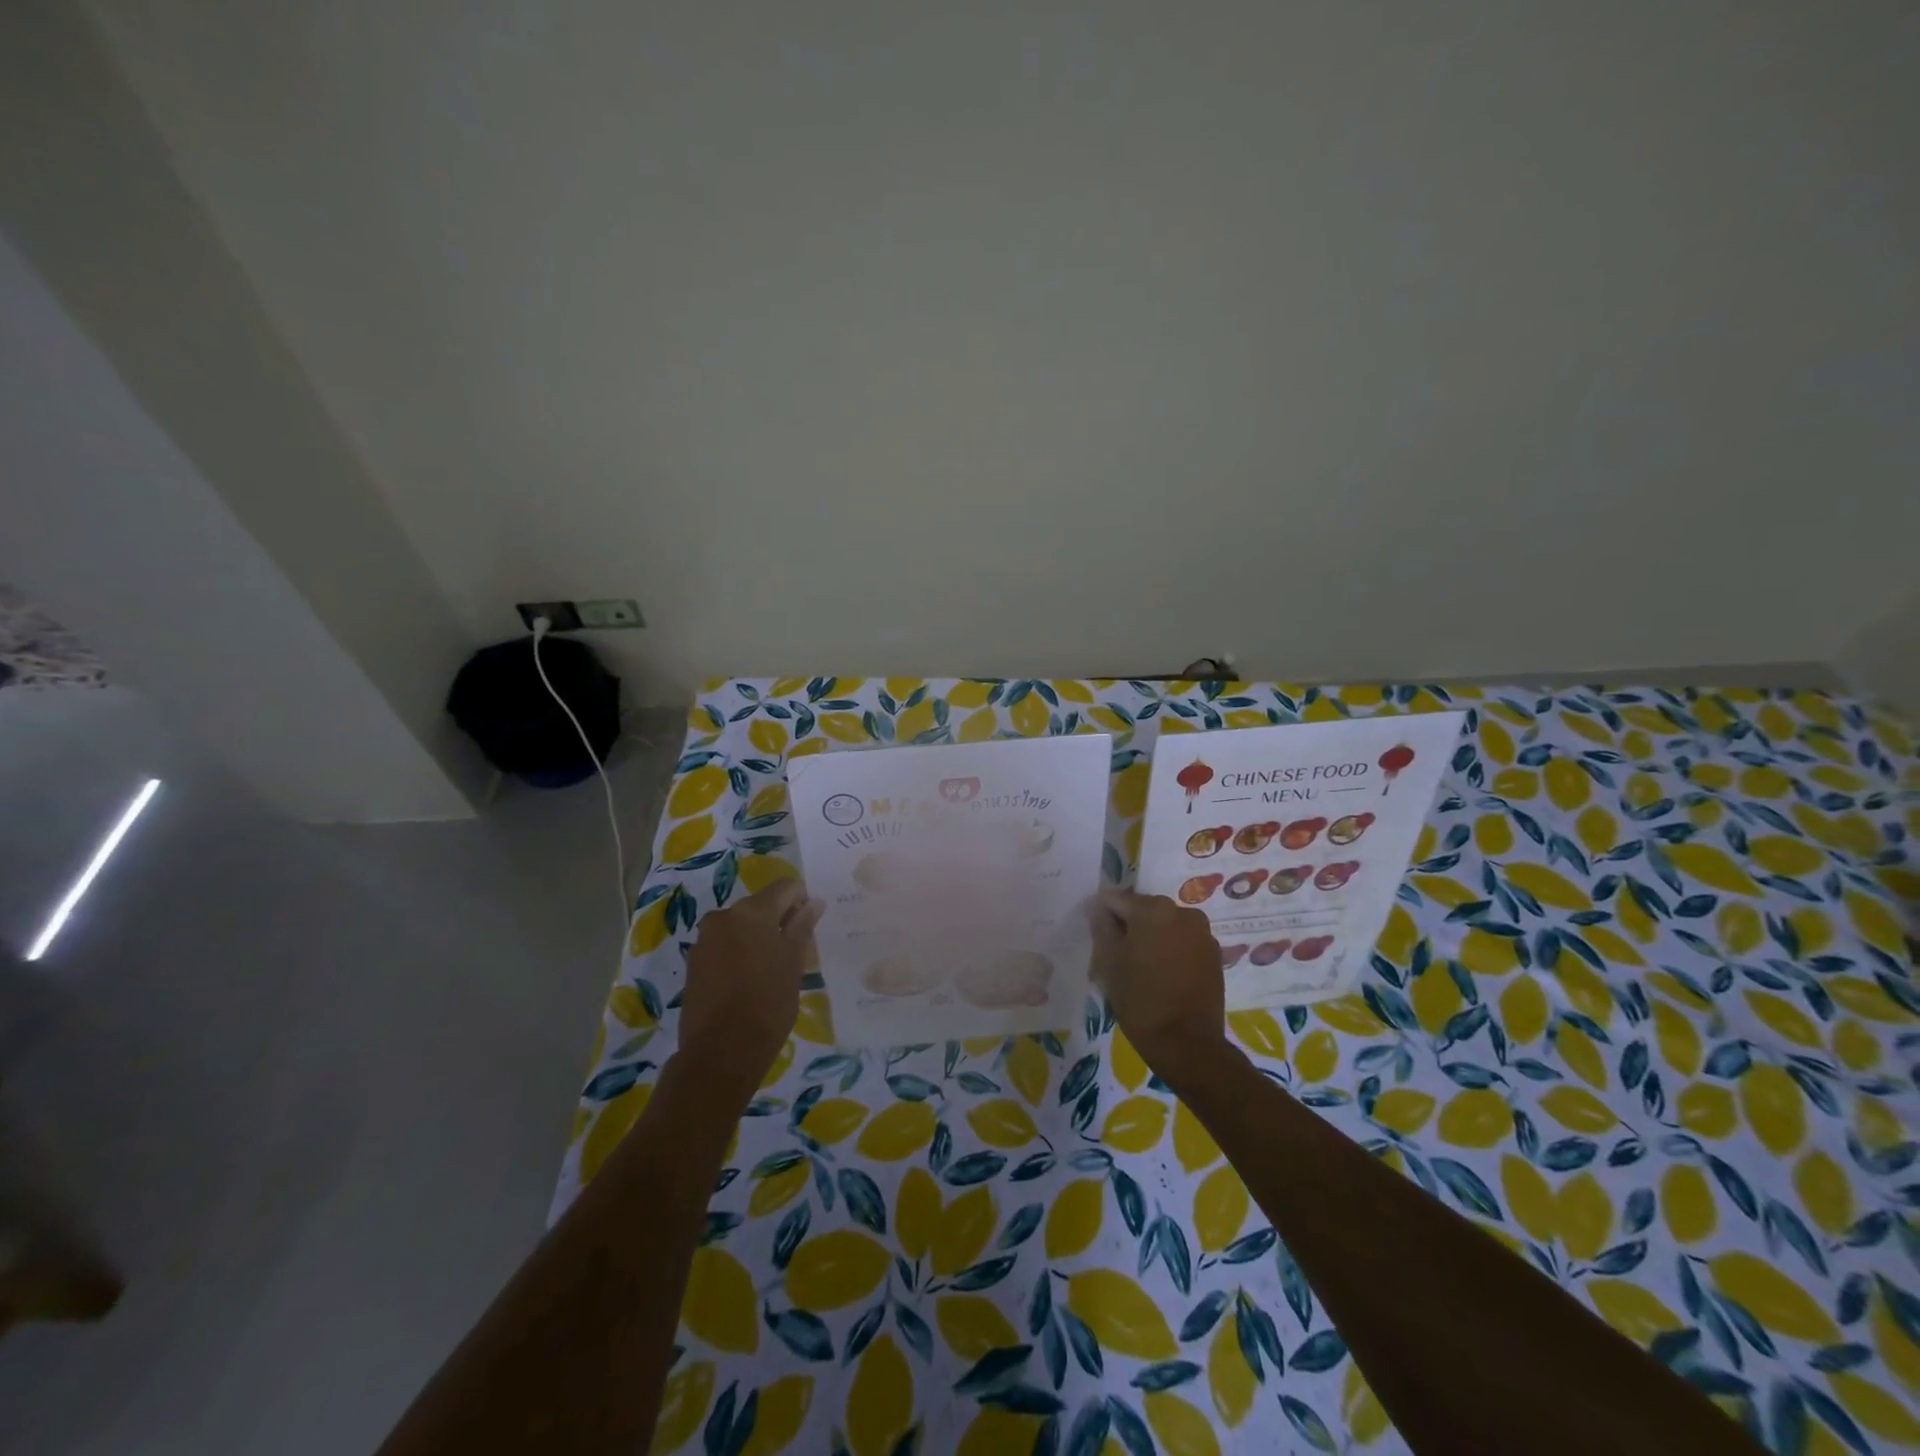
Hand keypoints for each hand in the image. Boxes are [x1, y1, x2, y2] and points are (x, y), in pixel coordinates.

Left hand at [679, 879, 824, 1103]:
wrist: (720, 1052)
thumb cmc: (767, 1004)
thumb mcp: (794, 963)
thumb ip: (803, 927)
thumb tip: (814, 902)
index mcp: (752, 911)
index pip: (785, 887)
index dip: (802, 900)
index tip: (810, 924)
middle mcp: (724, 916)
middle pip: (760, 905)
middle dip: (779, 921)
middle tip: (795, 951)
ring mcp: (705, 939)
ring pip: (741, 926)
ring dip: (758, 938)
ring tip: (772, 970)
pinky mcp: (694, 963)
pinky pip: (724, 945)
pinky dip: (739, 954)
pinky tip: (749, 982)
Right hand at [1089, 891, 1228, 1087]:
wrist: (1187, 1044)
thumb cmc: (1140, 1000)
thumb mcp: (1109, 962)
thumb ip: (1102, 927)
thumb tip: (1098, 906)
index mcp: (1154, 909)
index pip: (1116, 900)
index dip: (1102, 917)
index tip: (1098, 940)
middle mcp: (1183, 912)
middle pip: (1143, 910)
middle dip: (1129, 927)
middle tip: (1117, 957)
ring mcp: (1203, 933)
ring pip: (1165, 925)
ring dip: (1151, 938)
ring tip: (1141, 968)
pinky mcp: (1214, 954)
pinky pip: (1183, 941)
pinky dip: (1171, 950)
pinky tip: (1163, 975)